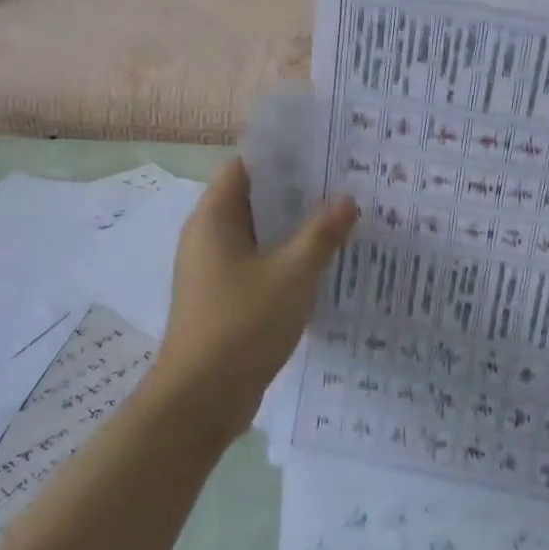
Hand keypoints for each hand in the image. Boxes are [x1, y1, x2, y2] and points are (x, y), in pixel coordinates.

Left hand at [153, 160, 358, 439]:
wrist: (202, 399)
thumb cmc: (243, 325)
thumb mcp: (292, 274)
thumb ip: (321, 234)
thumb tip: (347, 199)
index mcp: (214, 219)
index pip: (246, 167)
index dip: (283, 156)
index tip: (324, 150)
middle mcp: (208, 237)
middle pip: (254, 200)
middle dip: (297, 191)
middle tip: (345, 181)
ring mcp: (214, 270)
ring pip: (259, 235)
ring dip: (295, 227)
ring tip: (342, 217)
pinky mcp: (224, 298)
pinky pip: (259, 264)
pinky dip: (287, 258)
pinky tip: (323, 262)